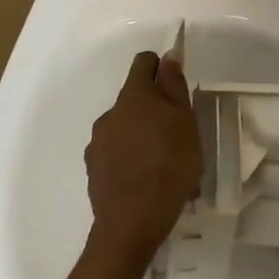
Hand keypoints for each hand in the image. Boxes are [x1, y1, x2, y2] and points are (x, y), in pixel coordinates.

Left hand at [84, 51, 202, 272]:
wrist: (132, 222)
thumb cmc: (169, 164)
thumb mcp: (185, 120)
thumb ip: (174, 85)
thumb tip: (168, 56)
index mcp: (134, 95)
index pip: (144, 62)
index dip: (162, 68)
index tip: (177, 89)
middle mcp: (110, 112)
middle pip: (135, 97)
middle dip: (154, 108)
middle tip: (177, 134)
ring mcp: (98, 141)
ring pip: (125, 126)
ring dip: (142, 135)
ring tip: (163, 164)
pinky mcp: (93, 169)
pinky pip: (115, 153)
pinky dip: (129, 158)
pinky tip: (145, 180)